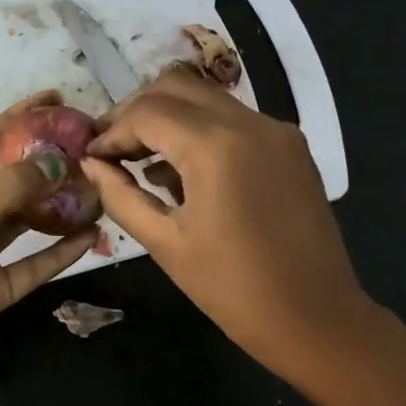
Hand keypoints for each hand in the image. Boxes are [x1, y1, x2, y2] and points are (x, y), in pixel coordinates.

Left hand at [0, 92, 95, 405]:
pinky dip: (58, 251)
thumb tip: (57, 160)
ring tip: (92, 185)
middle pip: (2, 182)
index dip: (13, 120)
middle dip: (40, 163)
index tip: (53, 99)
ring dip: (53, 206)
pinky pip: (31, 263)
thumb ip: (8, 189)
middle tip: (83, 144)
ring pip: (20, 222)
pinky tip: (89, 234)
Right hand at [82, 71, 370, 378]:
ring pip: (208, 99)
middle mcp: (250, 122)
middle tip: (111, 148)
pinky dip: (202, 132)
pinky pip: (236, 121)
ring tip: (142, 162)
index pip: (148, 112)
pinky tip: (184, 172)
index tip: (90, 157)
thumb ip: (121, 196)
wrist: (315, 317)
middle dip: (136, 112)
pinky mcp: (292, 148)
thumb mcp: (165, 243)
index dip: (111, 131)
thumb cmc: (233, 289)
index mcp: (216, 146)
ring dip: (170, 118)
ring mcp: (277, 131)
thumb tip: (91, 165)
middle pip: (177, 88)